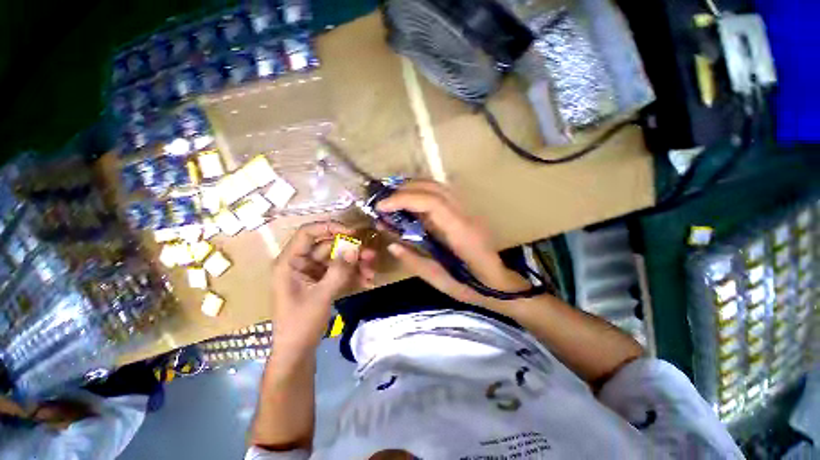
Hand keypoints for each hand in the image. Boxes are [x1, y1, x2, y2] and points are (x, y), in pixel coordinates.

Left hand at [271, 221, 375, 351]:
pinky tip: (367, 281)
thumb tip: (355, 249)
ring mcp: (312, 272)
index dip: (330, 227)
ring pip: (337, 258)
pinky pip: (339, 271)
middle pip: (328, 246)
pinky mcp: (322, 280)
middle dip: (350, 250)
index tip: (353, 232)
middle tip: (370, 255)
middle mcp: (300, 262)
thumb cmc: (300, 324)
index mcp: (289, 262)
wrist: (298, 351)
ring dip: (355, 264)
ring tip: (371, 272)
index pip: (308, 233)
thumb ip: (338, 271)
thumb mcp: (320, 296)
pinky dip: (353, 274)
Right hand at [376, 180, 530, 309]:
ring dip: (414, 187)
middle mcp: (466, 215)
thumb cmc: (474, 287)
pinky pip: (443, 193)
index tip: (382, 206)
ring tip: (394, 199)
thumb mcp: (441, 281)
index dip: (404, 199)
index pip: (432, 203)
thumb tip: (392, 246)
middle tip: (384, 202)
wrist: (502, 284)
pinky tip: (412, 203)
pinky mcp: (467, 213)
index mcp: (461, 233)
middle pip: (435, 188)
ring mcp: (469, 211)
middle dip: (406, 189)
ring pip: (440, 186)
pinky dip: (424, 192)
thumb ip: (415, 262)